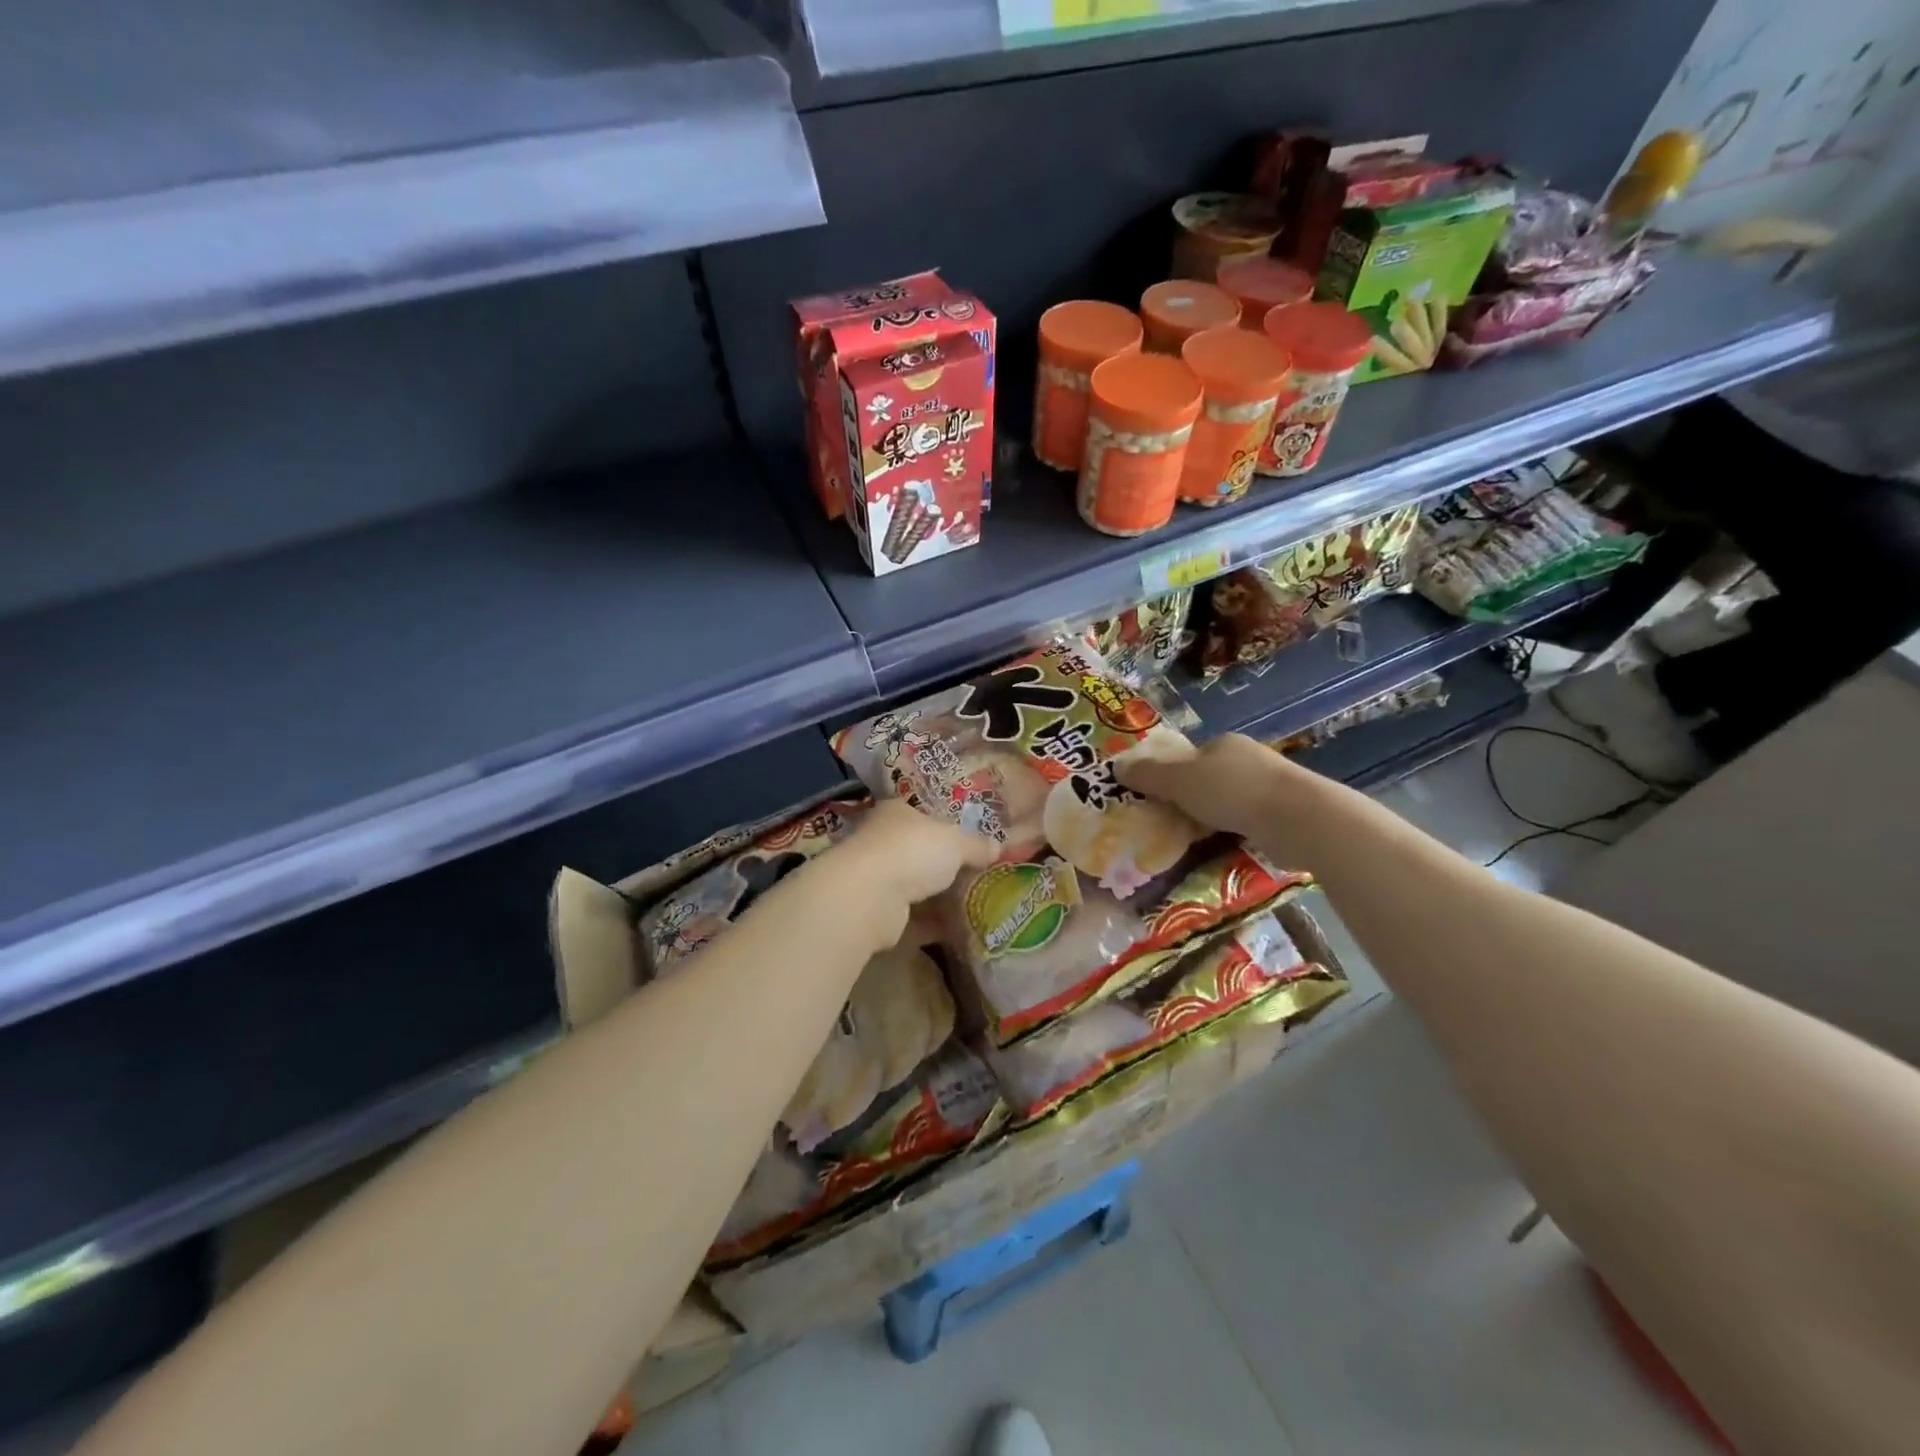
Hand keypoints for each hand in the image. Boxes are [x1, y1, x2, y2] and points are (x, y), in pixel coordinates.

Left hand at [821, 800, 997, 950]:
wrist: (869, 896)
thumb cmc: (913, 851)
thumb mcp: (956, 841)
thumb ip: (977, 844)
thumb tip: (998, 846)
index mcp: (896, 813)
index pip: (922, 816)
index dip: (945, 828)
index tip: (969, 843)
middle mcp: (881, 842)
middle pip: (918, 852)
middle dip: (943, 866)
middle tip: (976, 876)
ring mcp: (875, 878)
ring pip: (913, 886)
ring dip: (937, 897)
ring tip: (972, 905)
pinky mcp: (876, 913)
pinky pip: (912, 917)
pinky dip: (932, 924)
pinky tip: (958, 930)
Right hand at [1117, 734, 1329, 861]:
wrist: (1300, 819)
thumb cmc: (1234, 791)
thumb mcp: (1180, 781)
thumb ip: (1149, 775)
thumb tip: (1117, 766)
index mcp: (1223, 744)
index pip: (1189, 757)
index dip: (1169, 776)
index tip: (1155, 800)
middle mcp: (1247, 760)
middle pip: (1207, 779)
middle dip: (1189, 800)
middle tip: (1168, 825)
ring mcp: (1269, 788)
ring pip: (1228, 803)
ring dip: (1211, 820)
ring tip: (1191, 843)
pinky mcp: (1283, 815)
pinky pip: (1246, 823)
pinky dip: (1232, 834)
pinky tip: (1222, 850)